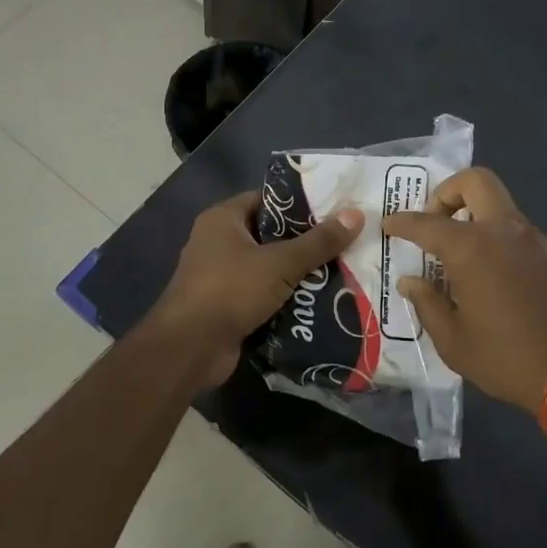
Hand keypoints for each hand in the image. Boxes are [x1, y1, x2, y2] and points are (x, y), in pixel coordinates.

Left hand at [150, 191, 364, 388]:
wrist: (190, 348)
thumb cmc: (230, 290)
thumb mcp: (280, 263)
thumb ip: (318, 241)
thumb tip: (356, 214)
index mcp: (223, 219)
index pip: (267, 200)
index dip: (300, 204)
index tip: (335, 210)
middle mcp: (218, 242)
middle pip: (270, 235)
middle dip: (305, 242)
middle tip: (345, 243)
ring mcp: (220, 276)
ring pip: (268, 268)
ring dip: (298, 274)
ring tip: (341, 271)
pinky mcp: (227, 306)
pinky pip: (262, 295)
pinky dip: (285, 298)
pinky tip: (319, 302)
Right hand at [384, 168, 546, 416]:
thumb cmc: (509, 358)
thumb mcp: (454, 342)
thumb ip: (428, 304)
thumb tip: (412, 282)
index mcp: (472, 248)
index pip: (426, 223)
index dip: (403, 222)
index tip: (390, 225)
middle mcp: (505, 231)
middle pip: (476, 181)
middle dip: (449, 192)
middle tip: (437, 222)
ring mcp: (538, 241)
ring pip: (502, 209)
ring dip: (478, 221)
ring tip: (466, 263)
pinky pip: (522, 236)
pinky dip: (502, 245)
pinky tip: (501, 284)